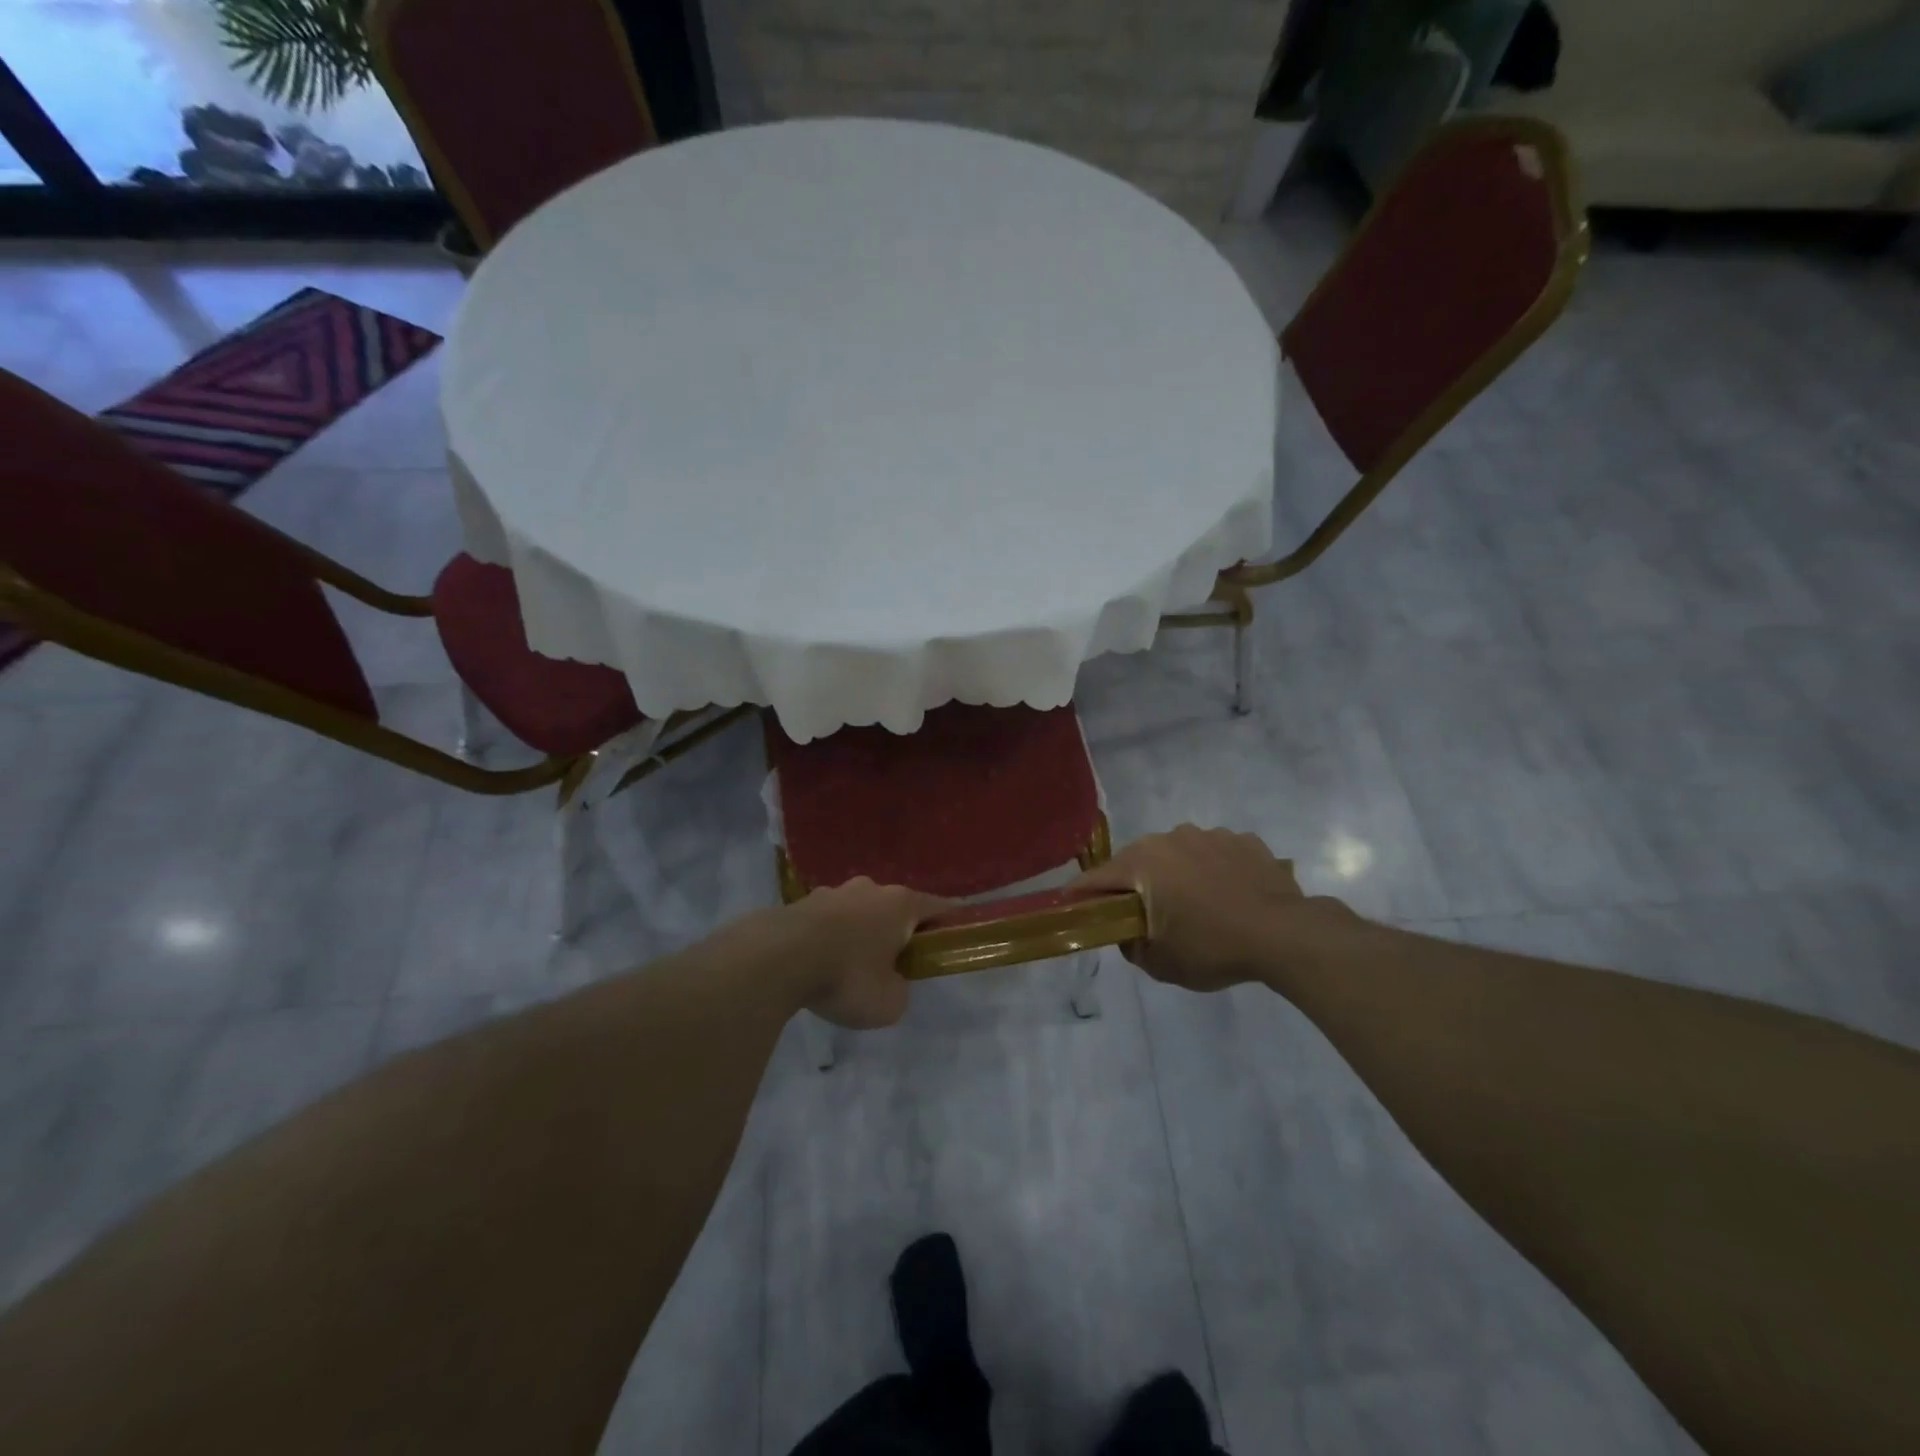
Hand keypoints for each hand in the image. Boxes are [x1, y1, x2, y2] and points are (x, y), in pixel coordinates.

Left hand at [782, 878, 950, 1028]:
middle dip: (898, 931)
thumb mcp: (890, 1002)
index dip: (949, 923)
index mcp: (901, 904)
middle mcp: (871, 888)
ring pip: (859, 911)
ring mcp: (834, 891)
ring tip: (849, 967)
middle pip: (895, 908)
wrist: (778, 958)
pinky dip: (830, 937)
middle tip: (894, 964)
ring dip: (861, 933)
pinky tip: (819, 963)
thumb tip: (891, 982)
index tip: (951, 939)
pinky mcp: (802, 902)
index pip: (938, 907)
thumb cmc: (847, 977)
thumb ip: (900, 990)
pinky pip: (828, 920)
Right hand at [1072, 825, 1352, 991]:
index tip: (1074, 907)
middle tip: (1145, 915)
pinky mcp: (1243, 839)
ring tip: (1196, 905)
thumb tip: (1129, 934)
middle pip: (1138, 861)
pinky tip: (1229, 896)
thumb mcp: (1160, 963)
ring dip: (1177, 874)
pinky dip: (1213, 870)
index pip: (1097, 878)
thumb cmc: (1212, 948)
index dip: (1082, 895)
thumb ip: (1132, 947)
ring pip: (1178, 854)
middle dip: (1135, 885)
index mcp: (1142, 863)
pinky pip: (1214, 854)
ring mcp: (1209, 834)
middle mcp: (1170, 838)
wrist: (1284, 934)